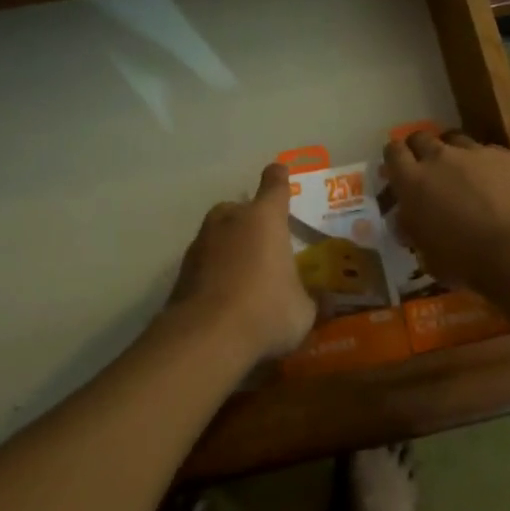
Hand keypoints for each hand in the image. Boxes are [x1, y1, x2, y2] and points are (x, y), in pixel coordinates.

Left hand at [168, 162, 315, 365]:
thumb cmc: (265, 311)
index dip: (278, 178)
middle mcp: (231, 219)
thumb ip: (313, 300)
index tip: (279, 172)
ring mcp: (202, 241)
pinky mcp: (182, 268)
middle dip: (252, 221)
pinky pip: (205, 260)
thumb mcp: (303, 312)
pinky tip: (224, 295)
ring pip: (220, 233)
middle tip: (266, 245)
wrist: (205, 337)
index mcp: (265, 218)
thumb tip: (326, 301)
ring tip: (245, 274)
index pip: (274, 185)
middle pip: (242, 208)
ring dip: (231, 245)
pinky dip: (214, 270)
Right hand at [382, 131, 509, 288]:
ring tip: (465, 173)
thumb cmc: (466, 261)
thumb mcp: (427, 254)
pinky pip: (490, 152)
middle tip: (429, 169)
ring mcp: (476, 152)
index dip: (395, 158)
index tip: (399, 169)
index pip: (393, 153)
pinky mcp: (507, 155)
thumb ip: (413, 229)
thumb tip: (407, 219)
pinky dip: (488, 164)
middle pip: (421, 138)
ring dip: (454, 153)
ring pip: (456, 139)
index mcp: (413, 182)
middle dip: (421, 149)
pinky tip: (499, 183)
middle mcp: (440, 158)